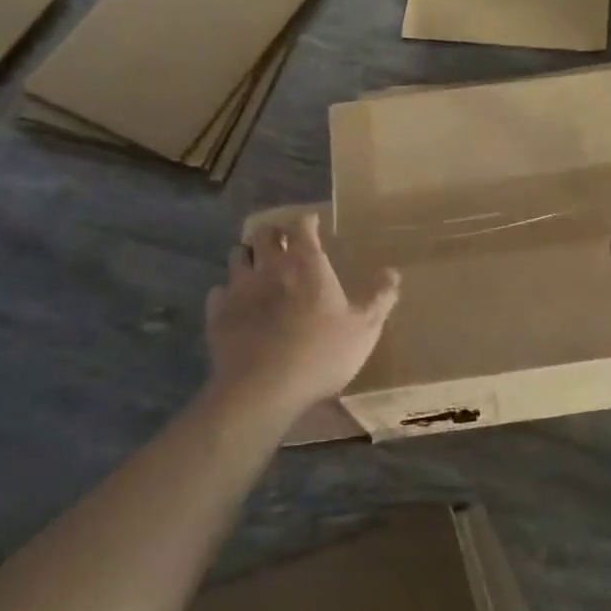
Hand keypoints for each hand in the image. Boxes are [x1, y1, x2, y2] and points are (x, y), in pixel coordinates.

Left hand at [204, 213, 400, 411]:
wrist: (263, 389)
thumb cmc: (321, 353)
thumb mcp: (364, 328)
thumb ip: (379, 298)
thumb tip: (392, 272)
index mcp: (306, 263)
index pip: (302, 226)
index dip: (307, 222)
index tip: (313, 224)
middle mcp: (270, 266)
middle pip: (264, 233)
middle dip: (273, 233)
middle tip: (283, 243)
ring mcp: (239, 288)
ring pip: (237, 256)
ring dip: (248, 257)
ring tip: (257, 267)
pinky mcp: (217, 313)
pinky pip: (219, 291)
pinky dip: (228, 292)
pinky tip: (236, 304)